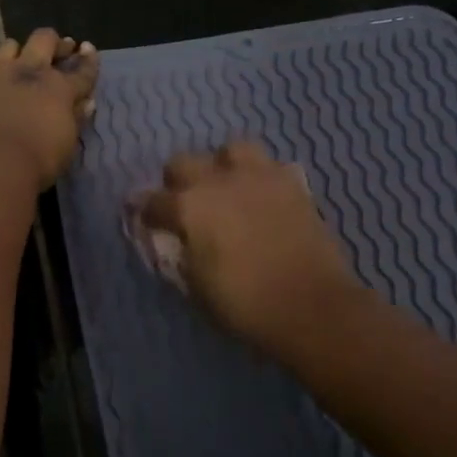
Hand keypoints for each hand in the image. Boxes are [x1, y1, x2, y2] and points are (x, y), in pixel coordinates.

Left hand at [0, 29, 100, 189]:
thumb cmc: (39, 159)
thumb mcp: (66, 143)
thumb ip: (75, 118)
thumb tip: (85, 103)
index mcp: (59, 88)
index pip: (81, 69)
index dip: (88, 59)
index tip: (88, 48)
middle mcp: (29, 74)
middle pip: (44, 40)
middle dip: (54, 42)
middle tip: (60, 49)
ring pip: (8, 46)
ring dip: (18, 50)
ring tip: (21, 60)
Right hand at [136, 140, 366, 347]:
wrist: (312, 307)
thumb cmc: (245, 304)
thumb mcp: (196, 286)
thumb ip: (180, 254)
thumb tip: (176, 241)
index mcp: (189, 206)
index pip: (152, 201)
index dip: (144, 212)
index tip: (144, 220)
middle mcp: (218, 181)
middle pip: (183, 162)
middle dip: (176, 181)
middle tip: (184, 204)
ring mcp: (258, 177)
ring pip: (231, 149)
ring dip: (222, 166)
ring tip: (227, 189)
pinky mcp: (293, 185)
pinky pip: (269, 167)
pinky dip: (260, 179)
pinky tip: (261, 199)